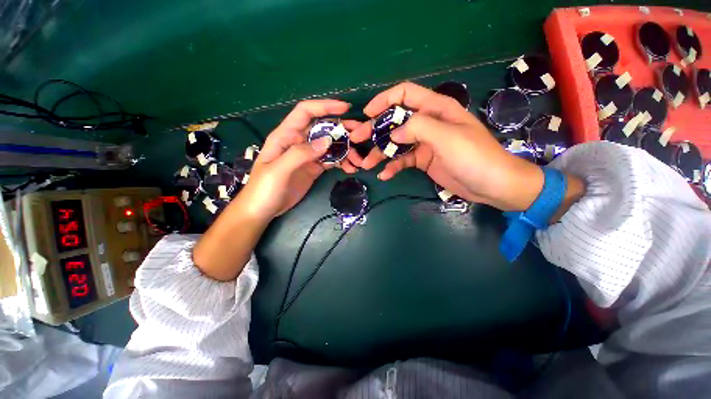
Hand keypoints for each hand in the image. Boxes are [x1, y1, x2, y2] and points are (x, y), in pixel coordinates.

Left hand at [237, 100, 361, 221]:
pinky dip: (342, 162)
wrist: (263, 210)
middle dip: (342, 129)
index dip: (325, 107)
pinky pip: (331, 161)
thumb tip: (326, 141)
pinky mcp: (314, 168)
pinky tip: (350, 168)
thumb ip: (300, 154)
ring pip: (330, 146)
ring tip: (357, 160)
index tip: (346, 109)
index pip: (306, 112)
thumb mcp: (278, 171)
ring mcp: (308, 156)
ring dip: (345, 150)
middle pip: (323, 128)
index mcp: (286, 136)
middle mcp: (298, 142)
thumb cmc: (263, 189)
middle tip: (360, 135)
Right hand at [347, 82, 544, 211]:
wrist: (492, 184)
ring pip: (396, 143)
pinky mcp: (423, 160)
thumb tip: (393, 133)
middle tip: (357, 140)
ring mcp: (424, 143)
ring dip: (380, 152)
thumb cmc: (474, 156)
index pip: (405, 94)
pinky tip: (384, 174)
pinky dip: (392, 166)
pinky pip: (403, 160)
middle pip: (395, 120)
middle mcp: (427, 123)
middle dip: (375, 129)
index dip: (384, 100)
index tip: (368, 114)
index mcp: (435, 109)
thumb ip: (418, 128)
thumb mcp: (447, 137)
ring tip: (366, 164)